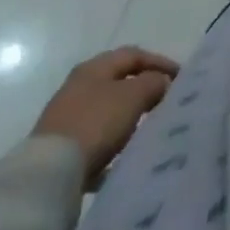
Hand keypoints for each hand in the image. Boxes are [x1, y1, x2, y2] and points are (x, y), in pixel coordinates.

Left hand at [32, 46, 179, 187]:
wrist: (49, 174)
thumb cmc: (96, 123)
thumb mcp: (133, 96)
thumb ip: (153, 83)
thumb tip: (161, 82)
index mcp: (94, 67)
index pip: (133, 54)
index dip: (159, 62)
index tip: (180, 78)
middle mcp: (78, 86)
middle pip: (118, 81)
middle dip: (144, 89)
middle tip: (165, 101)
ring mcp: (66, 117)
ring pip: (107, 110)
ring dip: (128, 116)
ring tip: (147, 129)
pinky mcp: (61, 147)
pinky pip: (95, 138)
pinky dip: (112, 141)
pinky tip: (122, 155)